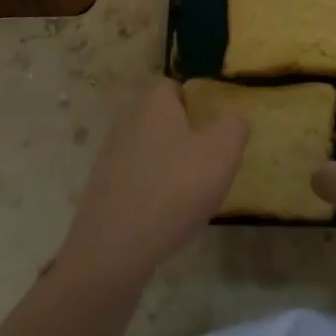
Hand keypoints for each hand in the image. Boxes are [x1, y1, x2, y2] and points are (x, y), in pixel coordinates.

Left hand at [58, 79, 246, 285]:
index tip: (213, 128)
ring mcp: (110, 156)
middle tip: (207, 162)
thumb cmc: (174, 189)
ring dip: (167, 165)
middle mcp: (127, 121)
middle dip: (183, 136)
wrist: (114, 249)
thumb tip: (233, 118)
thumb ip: (234, 127)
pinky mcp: (102, 189)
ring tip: (190, 193)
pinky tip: (166, 216)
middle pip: (161, 119)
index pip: (174, 87)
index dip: (196, 103)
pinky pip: (135, 179)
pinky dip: (151, 190)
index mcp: (154, 102)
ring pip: (148, 150)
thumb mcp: (222, 153)